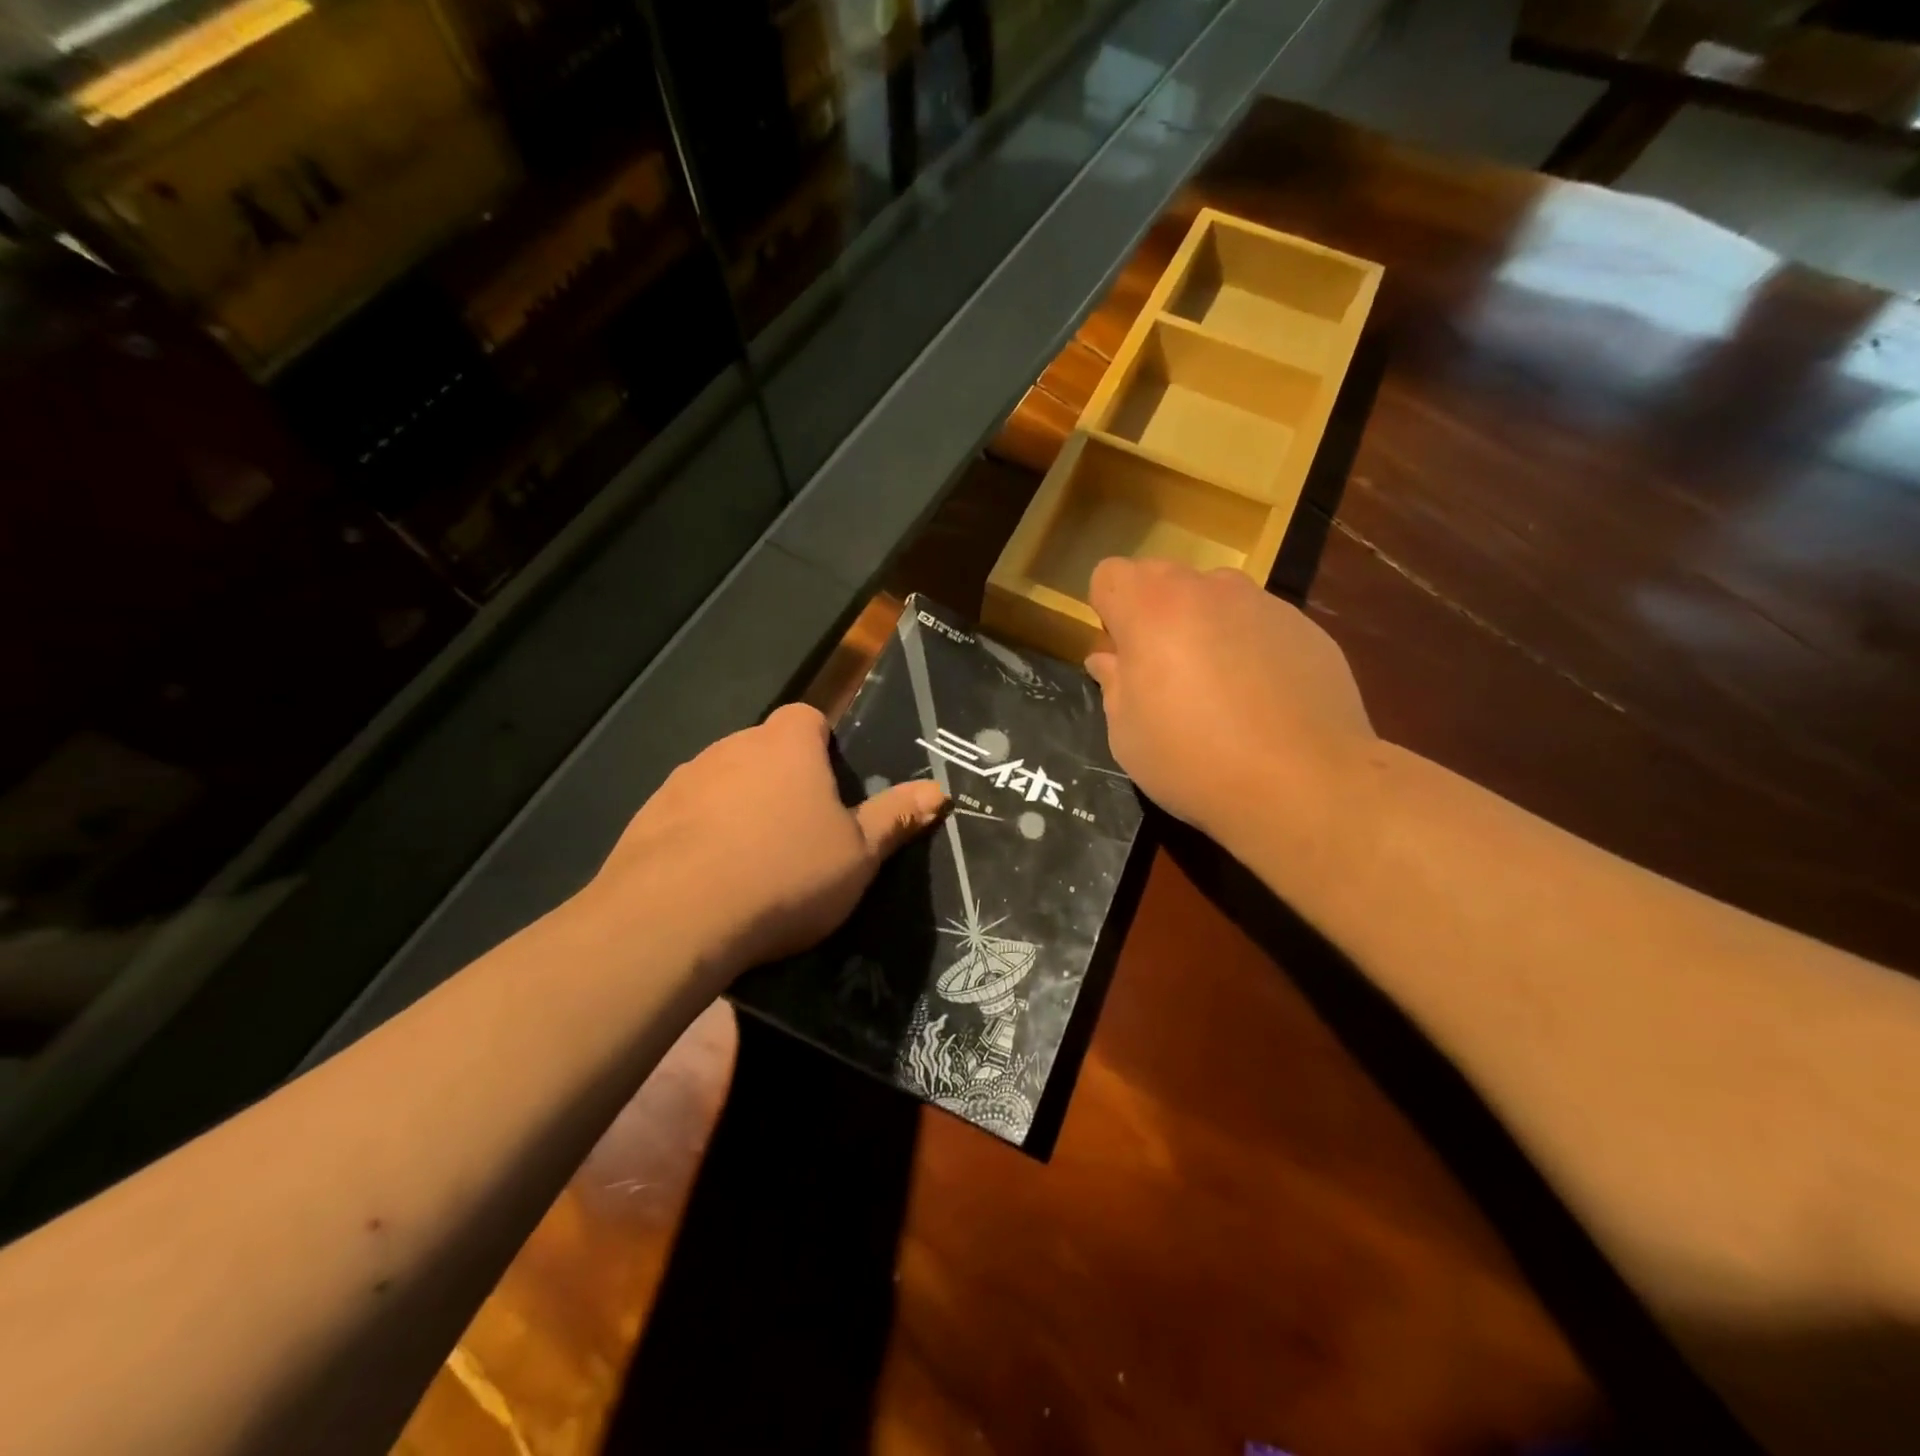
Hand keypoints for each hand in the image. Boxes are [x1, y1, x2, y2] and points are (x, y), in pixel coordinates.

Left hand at [579, 704, 945, 983]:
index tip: (831, 788)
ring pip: (723, 783)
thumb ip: (895, 817)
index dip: (822, 745)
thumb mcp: (858, 854)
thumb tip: (938, 790)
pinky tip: (709, 880)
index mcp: (788, 745)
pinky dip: (700, 835)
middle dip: (782, 781)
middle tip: (801, 834)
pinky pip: (686, 815)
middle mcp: (732, 747)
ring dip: (739, 808)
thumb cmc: (786, 874)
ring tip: (753, 863)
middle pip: (764, 750)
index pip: (808, 718)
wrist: (677, 917)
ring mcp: (684, 779)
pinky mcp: (646, 815)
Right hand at [1084, 558, 1374, 849]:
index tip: (1120, 655)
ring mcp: (1263, 604)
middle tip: (1163, 674)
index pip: (1110, 575)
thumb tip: (1109, 661)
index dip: (1107, 612)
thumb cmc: (1193, 760)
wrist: (1303, 784)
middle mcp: (1208, 590)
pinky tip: (1262, 701)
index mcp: (1152, 608)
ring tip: (1219, 689)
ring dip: (1204, 627)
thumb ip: (1113, 684)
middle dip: (1153, 615)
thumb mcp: (1127, 734)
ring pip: (1215, 599)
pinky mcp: (1307, 628)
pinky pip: (1260, 624)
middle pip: (1163, 578)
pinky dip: (1249, 647)